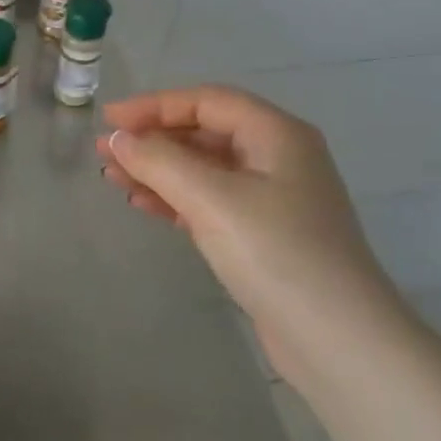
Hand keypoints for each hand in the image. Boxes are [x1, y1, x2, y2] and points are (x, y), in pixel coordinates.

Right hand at [97, 86, 395, 375]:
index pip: (207, 102)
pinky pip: (209, 201)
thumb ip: (159, 161)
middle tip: (104, 152)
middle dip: (153, 139)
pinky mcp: (262, 235)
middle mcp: (278, 158)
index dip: (154, 105)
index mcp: (277, 135)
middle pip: (205, 132)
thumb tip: (118, 138)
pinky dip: (174, 198)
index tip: (109, 121)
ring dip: (158, 169)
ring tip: (112, 177)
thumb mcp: (211, 198)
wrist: (336, 339)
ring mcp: (272, 199)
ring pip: (204, 169)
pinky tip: (141, 203)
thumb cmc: (276, 253)